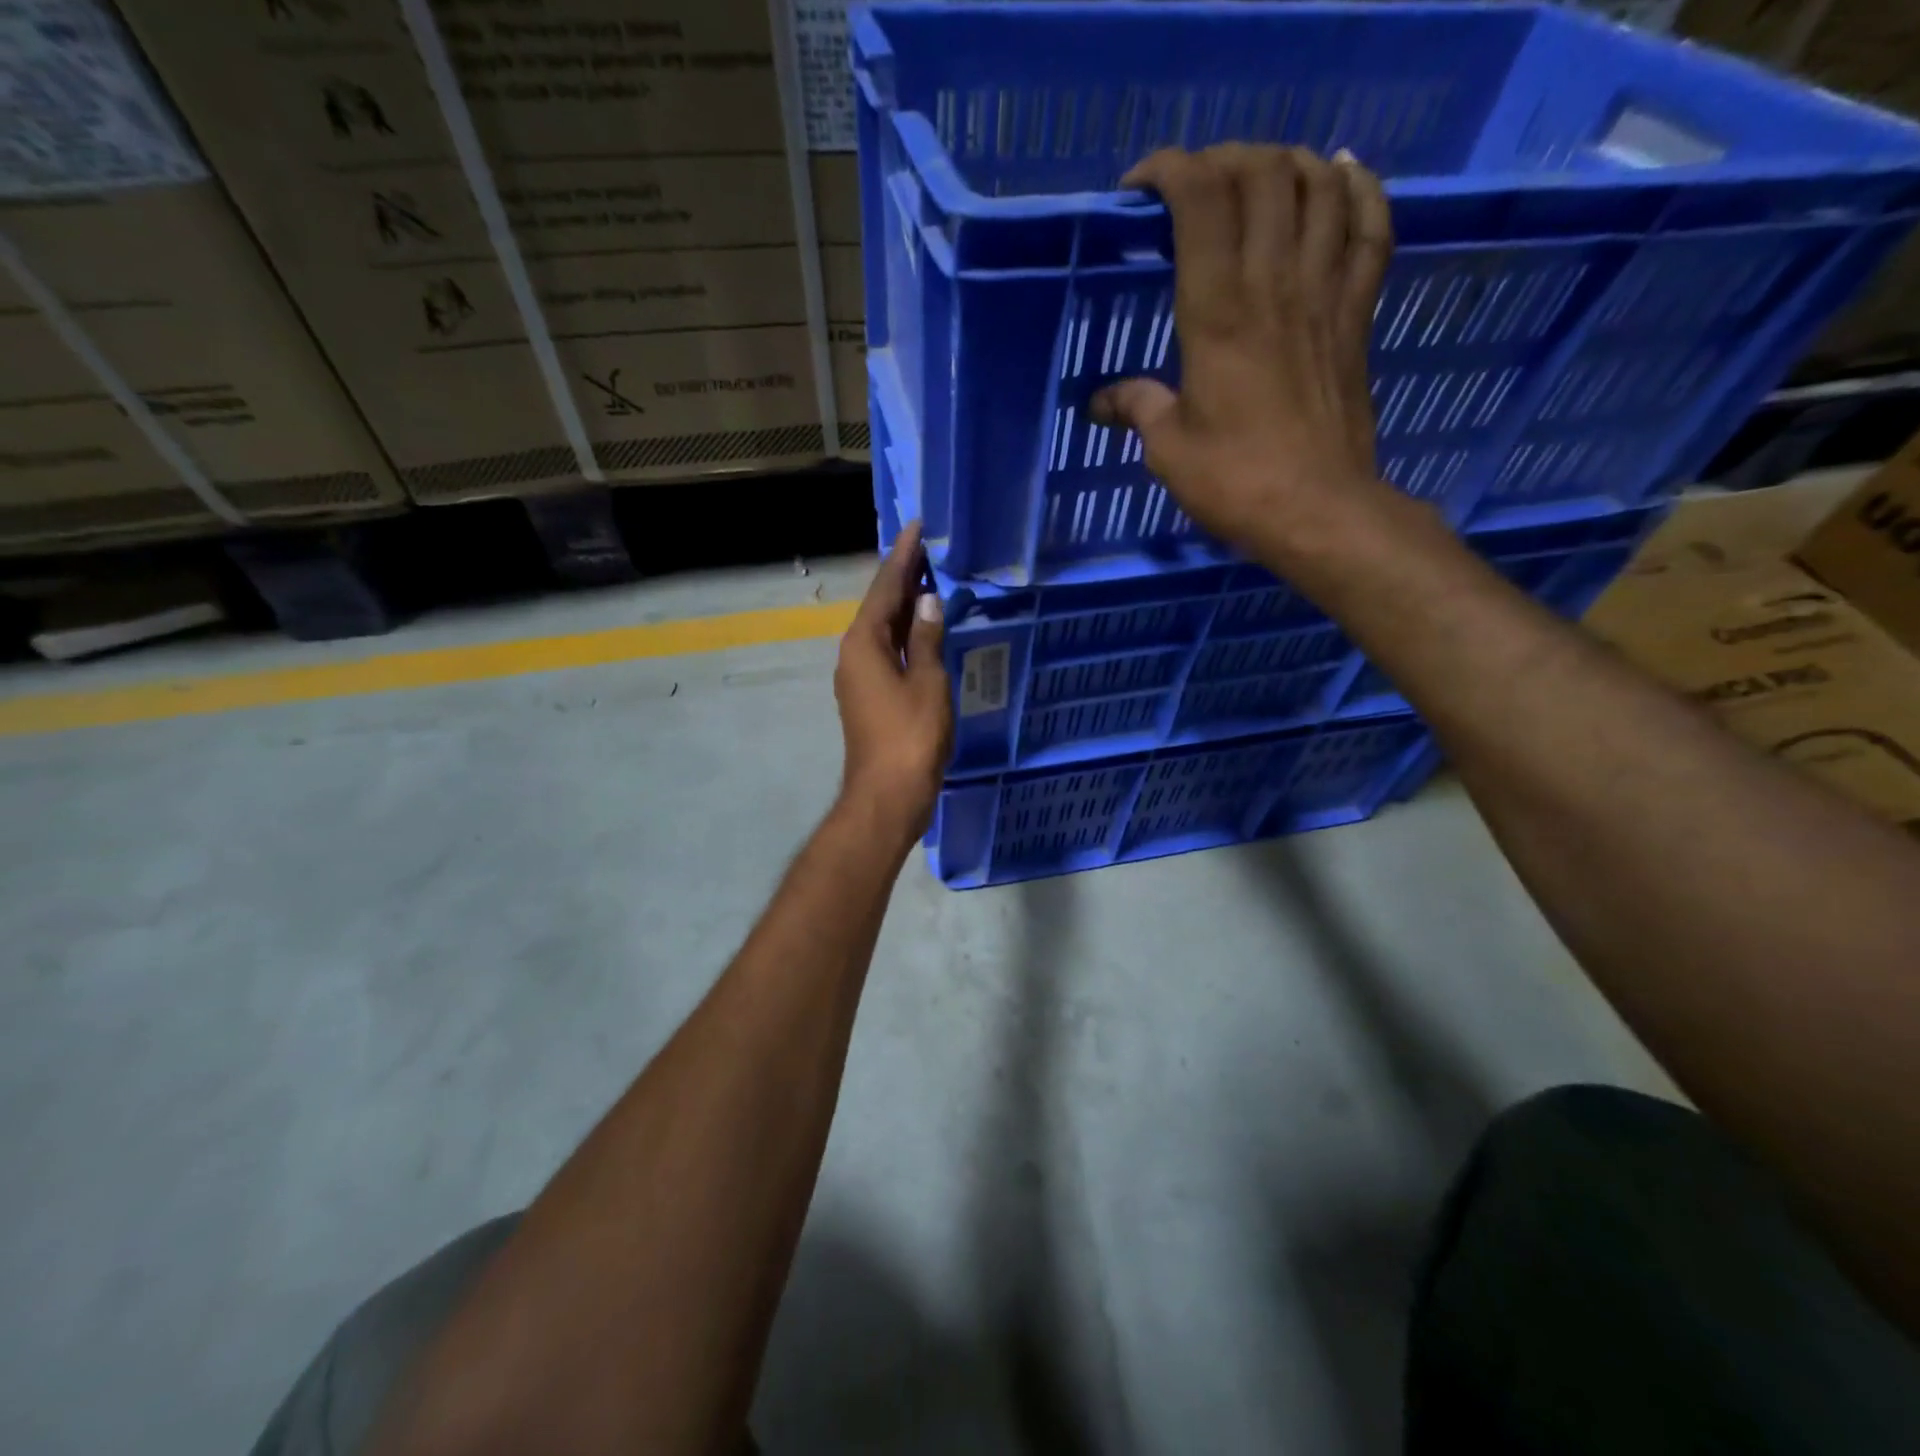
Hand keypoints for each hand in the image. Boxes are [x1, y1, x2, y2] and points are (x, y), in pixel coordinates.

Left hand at [833, 521, 952, 844]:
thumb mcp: (928, 683)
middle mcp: (853, 654)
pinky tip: (924, 631)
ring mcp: (858, 678)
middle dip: (903, 578)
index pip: (885, 588)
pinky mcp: (868, 698)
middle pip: (880, 607)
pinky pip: (887, 653)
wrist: (888, 796)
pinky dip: (905, 636)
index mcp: (864, 643)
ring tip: (930, 580)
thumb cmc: (910, 737)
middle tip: (928, 549)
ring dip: (905, 607)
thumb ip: (928, 639)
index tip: (916, 527)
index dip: (903, 557)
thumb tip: (928, 602)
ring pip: (883, 631)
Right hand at [1093, 144, 1398, 562]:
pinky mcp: (1358, 314)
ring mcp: (1325, 293)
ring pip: (1320, 186)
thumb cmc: (1234, 482)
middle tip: (1196, 185)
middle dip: (1224, 159)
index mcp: (1216, 313)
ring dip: (1287, 163)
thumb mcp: (1168, 449)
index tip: (1141, 188)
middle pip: (1262, 174)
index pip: (1200, 200)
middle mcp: (1274, 284)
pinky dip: (1360, 190)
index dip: (1170, 170)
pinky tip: (1341, 175)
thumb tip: (1101, 402)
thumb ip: (1138, 408)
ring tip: (1259, 176)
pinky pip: (1372, 229)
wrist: (1318, 510)